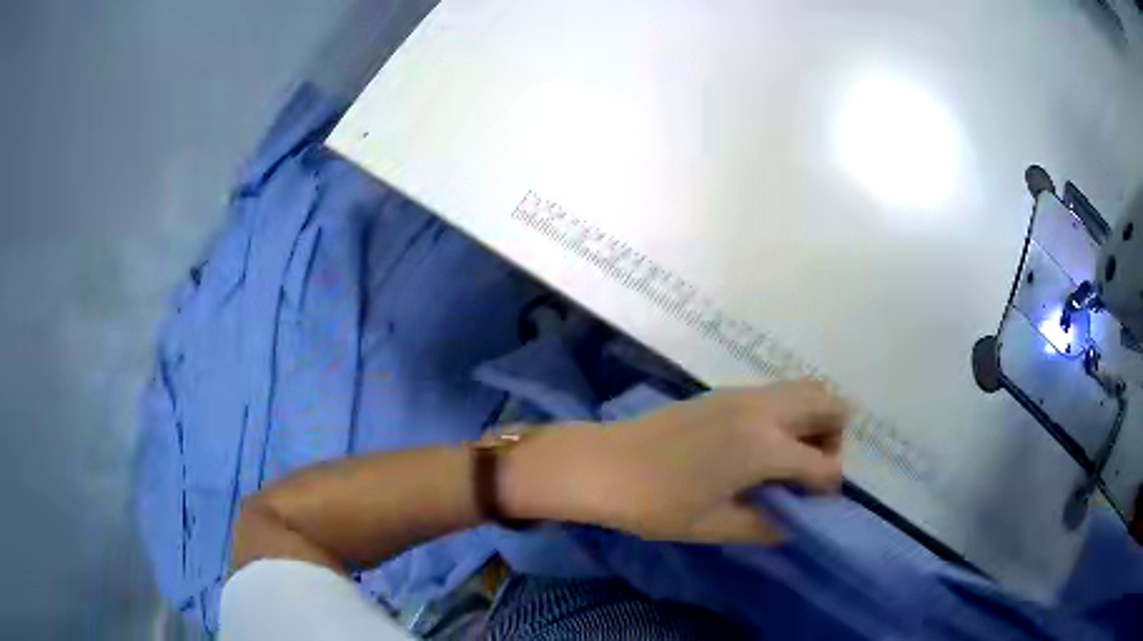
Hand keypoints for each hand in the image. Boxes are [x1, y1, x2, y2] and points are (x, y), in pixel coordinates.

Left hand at [502, 379, 848, 543]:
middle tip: (807, 472)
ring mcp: (743, 395)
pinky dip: (789, 412)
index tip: (813, 505)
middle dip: (834, 437)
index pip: (824, 464)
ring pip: (805, 389)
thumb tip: (793, 525)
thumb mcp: (713, 526)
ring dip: (814, 419)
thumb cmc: (656, 504)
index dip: (828, 487)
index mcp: (764, 447)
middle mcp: (762, 410)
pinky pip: (778, 392)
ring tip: (788, 459)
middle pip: (829, 403)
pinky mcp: (725, 393)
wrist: (603, 464)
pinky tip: (762, 446)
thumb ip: (764, 526)